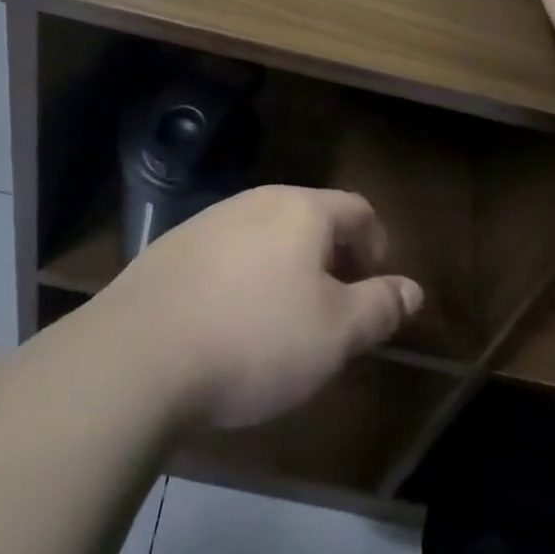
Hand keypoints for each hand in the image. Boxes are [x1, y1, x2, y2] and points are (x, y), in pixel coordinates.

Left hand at [98, 186, 423, 431]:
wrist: (140, 353)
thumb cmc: (255, 340)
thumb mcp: (335, 335)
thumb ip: (379, 307)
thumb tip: (413, 289)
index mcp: (302, 210)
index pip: (356, 208)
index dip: (375, 243)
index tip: (374, 282)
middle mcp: (258, 200)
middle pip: (309, 216)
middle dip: (330, 256)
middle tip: (333, 304)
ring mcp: (211, 219)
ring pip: (265, 233)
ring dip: (285, 265)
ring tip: (281, 318)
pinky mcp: (173, 246)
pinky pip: (226, 252)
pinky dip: (243, 276)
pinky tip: (229, 321)